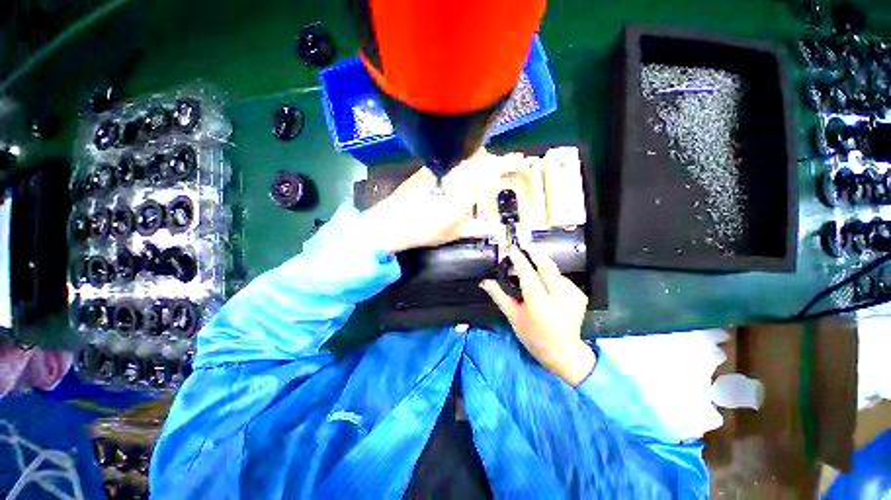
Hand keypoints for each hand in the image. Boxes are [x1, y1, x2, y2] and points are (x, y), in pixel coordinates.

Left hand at [363, 150, 501, 253]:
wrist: (391, 223)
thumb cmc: (425, 230)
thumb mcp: (453, 233)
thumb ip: (476, 228)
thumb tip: (494, 229)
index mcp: (463, 191)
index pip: (489, 170)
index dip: (504, 164)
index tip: (516, 161)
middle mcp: (452, 175)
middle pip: (479, 159)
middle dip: (493, 160)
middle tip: (500, 167)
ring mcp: (438, 170)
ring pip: (464, 158)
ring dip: (478, 160)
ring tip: (484, 168)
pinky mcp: (426, 169)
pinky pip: (450, 160)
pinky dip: (461, 163)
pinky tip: (460, 171)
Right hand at [480, 246, 594, 385]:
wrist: (564, 352)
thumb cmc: (533, 335)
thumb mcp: (514, 316)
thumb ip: (499, 296)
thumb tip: (484, 282)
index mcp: (540, 305)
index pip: (528, 276)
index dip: (519, 260)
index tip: (512, 249)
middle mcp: (560, 298)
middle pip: (547, 266)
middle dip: (535, 253)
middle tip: (524, 245)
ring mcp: (574, 296)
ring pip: (555, 271)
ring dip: (542, 265)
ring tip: (531, 267)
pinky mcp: (581, 295)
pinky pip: (562, 278)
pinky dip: (551, 276)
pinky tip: (545, 282)